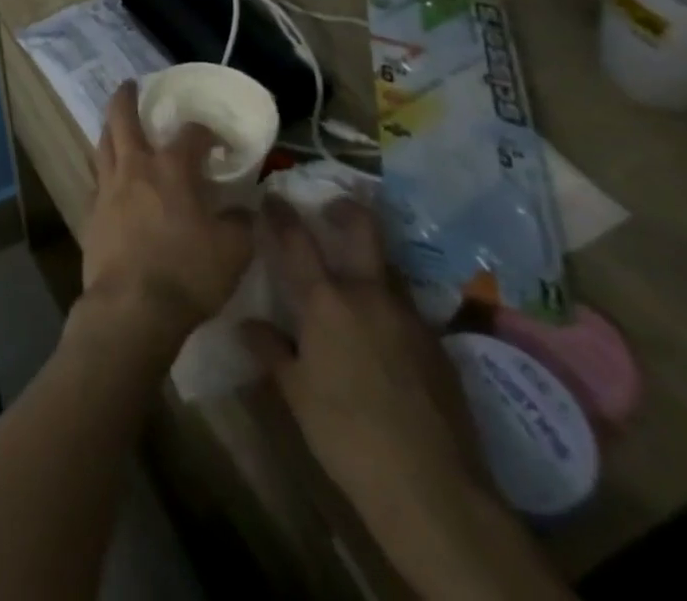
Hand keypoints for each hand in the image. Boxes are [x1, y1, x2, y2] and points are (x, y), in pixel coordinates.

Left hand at [78, 80, 252, 345]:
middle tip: (130, 85)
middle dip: (126, 97)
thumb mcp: (234, 252)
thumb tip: (246, 208)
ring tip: (115, 124)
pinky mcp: (91, 211)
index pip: (191, 133)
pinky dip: (104, 170)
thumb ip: (242, 223)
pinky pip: (96, 179)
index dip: (206, 132)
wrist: (132, 306)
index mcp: (172, 169)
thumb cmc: (188, 274)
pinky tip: (110, 179)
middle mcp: (135, 167)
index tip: (217, 142)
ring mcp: (107, 187)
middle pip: (122, 118)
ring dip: (110, 128)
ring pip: (103, 143)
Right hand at [242, 198, 488, 530]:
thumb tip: (248, 324)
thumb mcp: (295, 393)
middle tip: (332, 207)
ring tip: (355, 276)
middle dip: (346, 210)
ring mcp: (410, 319)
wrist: (433, 489)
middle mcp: (369, 296)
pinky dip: (389, 306)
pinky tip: (383, 332)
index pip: (296, 240)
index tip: (272, 196)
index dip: (281, 214)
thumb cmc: (346, 434)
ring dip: (371, 261)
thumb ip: (271, 350)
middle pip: (362, 230)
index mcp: (326, 301)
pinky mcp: (438, 347)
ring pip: (389, 269)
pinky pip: (407, 309)